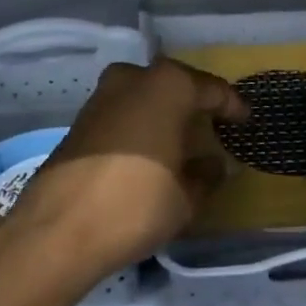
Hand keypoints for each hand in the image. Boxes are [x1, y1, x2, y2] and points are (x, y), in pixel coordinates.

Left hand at [0, 59, 245, 294]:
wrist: (59, 227)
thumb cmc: (136, 204)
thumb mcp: (186, 197)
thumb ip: (207, 175)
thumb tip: (215, 164)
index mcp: (169, 85)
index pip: (212, 90)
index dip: (233, 107)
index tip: (246, 122)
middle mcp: (135, 77)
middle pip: (177, 85)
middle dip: (196, 103)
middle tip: (215, 127)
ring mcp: (103, 94)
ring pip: (146, 95)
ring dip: (165, 112)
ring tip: (182, 139)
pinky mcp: (82, 116)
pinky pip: (124, 110)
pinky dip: (141, 122)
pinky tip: (149, 149)